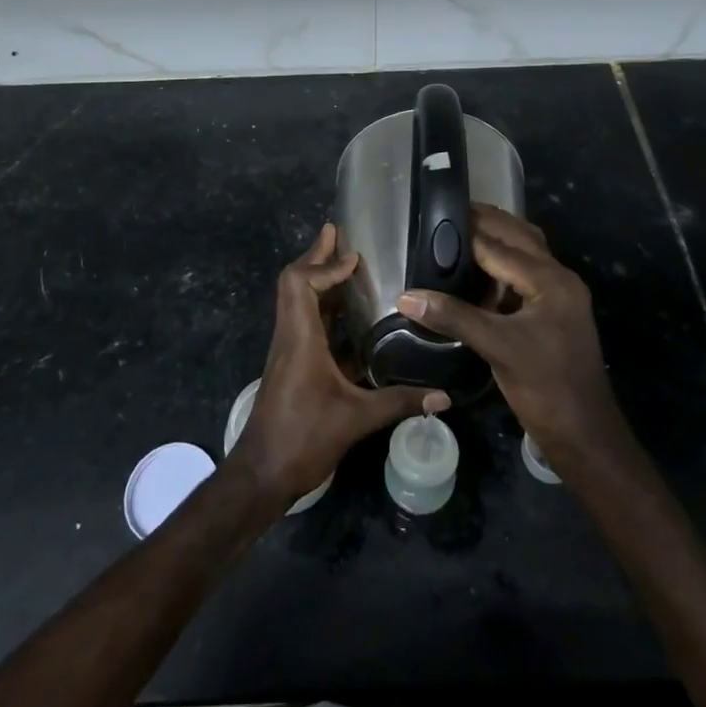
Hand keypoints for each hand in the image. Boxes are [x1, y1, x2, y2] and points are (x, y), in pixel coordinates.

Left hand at [228, 223, 447, 504]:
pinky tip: (346, 312)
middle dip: (315, 256)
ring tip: (345, 263)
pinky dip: (321, 304)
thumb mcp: (356, 420)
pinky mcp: (291, 363)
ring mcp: (287, 349)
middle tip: (338, 233)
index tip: (354, 258)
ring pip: (296, 300)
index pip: (300, 284)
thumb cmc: (302, 439)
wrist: (261, 473)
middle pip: (293, 282)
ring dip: (317, 277)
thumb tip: (444, 396)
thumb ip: (399, 402)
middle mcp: (289, 336)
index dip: (324, 265)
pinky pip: (303, 320)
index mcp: (300, 339)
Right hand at [398, 205, 624, 469]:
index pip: (500, 246)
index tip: (435, 216)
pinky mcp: (553, 313)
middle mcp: (559, 279)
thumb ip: (453, 317)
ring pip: (526, 254)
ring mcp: (559, 297)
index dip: (466, 232)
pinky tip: (478, 269)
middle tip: (448, 211)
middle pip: (520, 237)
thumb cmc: (545, 387)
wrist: (584, 434)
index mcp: (551, 280)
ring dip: (498, 239)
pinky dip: (503, 264)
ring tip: (460, 230)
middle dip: (487, 222)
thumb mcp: (498, 348)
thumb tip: (406, 296)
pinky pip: (526, 275)